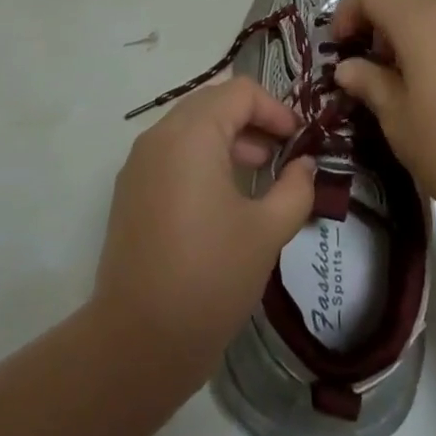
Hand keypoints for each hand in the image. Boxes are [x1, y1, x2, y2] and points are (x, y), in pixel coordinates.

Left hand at [93, 77, 315, 385]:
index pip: (240, 92)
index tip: (299, 140)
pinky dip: (201, 157)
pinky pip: (172, 153)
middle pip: (213, 102)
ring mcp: (139, 163)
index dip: (275, 109)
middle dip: (252, 120)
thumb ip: (295, 189)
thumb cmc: (209, 277)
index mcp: (192, 133)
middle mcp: (160, 135)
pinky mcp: (130, 191)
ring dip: (228, 138)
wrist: (136, 343)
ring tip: (259, 173)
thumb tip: (305, 166)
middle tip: (282, 152)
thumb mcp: (266, 232)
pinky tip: (223, 197)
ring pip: (190, 126)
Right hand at [333, 0, 435, 246]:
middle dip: (375, 16)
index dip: (346, 14)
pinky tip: (434, 82)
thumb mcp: (398, 120)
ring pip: (429, 3)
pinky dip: (433, 36)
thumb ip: (369, 83)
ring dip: (404, 25)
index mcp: (418, 17)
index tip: (340, 52)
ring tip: (398, 73)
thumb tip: (348, 66)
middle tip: (365, 61)